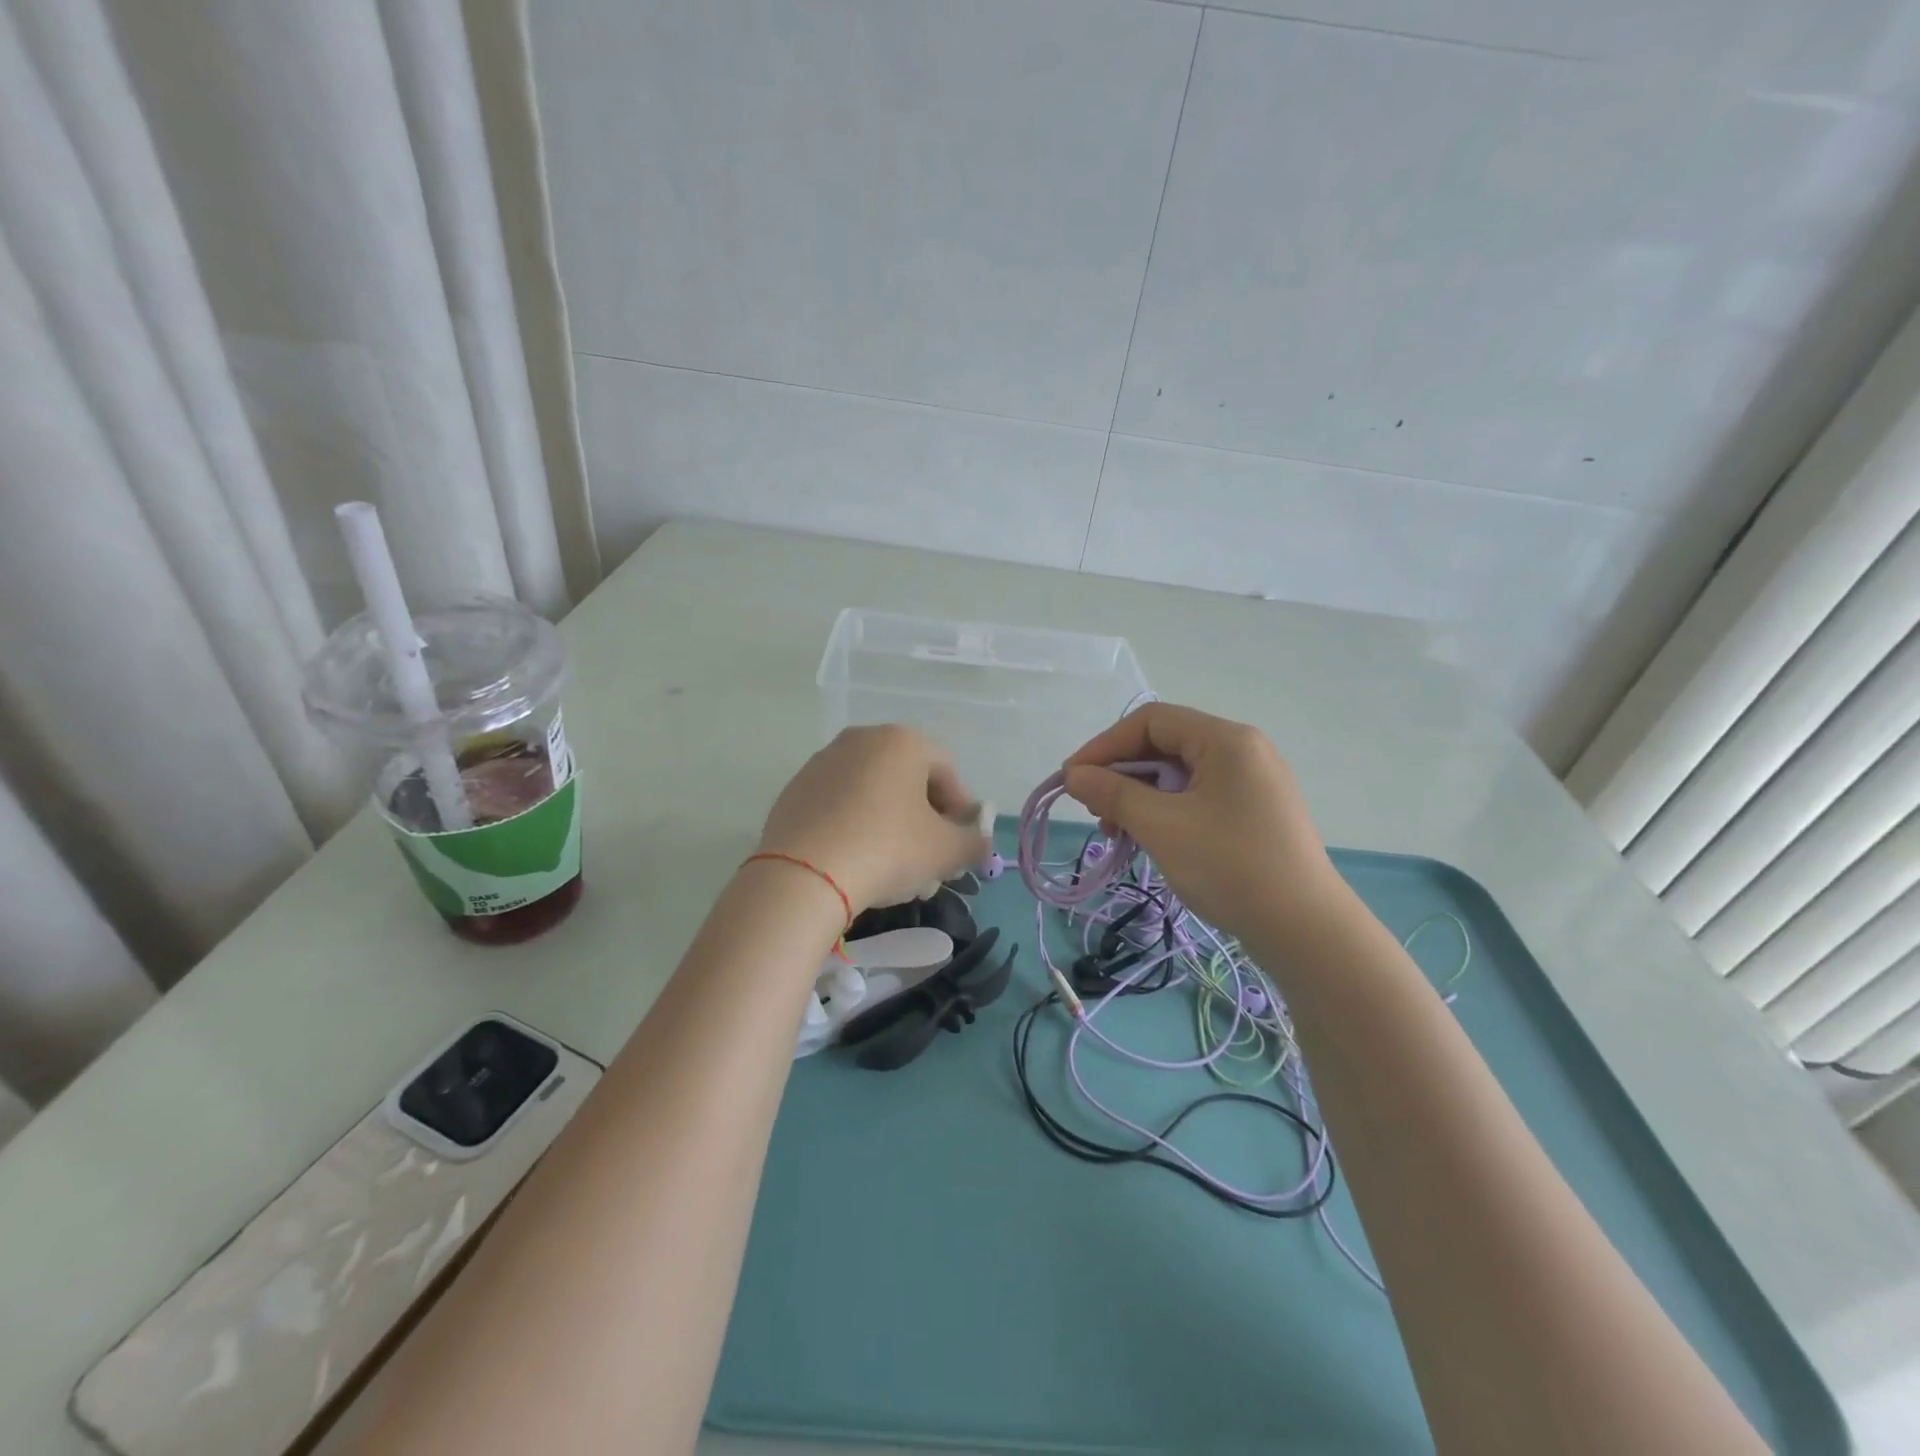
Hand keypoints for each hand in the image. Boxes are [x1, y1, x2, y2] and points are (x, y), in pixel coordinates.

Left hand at [757, 725, 988, 913]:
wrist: (804, 875)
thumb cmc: (888, 848)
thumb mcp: (946, 851)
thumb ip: (974, 844)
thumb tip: (981, 845)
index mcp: (902, 740)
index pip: (946, 768)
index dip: (959, 807)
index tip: (958, 842)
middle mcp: (861, 739)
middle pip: (907, 777)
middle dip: (923, 816)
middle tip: (928, 856)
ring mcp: (822, 762)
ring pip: (871, 791)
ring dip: (889, 822)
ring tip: (892, 866)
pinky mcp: (795, 790)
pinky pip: (838, 804)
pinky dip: (854, 825)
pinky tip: (855, 861)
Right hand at [1063, 703, 1342, 942]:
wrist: (1306, 931)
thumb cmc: (1229, 867)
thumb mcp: (1161, 827)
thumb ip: (1113, 793)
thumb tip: (1073, 775)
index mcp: (1226, 740)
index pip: (1151, 721)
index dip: (1104, 745)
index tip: (1072, 779)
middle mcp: (1243, 750)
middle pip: (1166, 744)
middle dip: (1122, 774)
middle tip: (1095, 811)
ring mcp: (1252, 782)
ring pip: (1180, 774)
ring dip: (1140, 797)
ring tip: (1118, 833)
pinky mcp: (1254, 813)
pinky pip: (1198, 797)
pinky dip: (1166, 812)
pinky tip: (1150, 840)